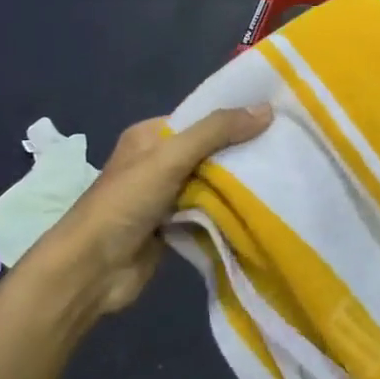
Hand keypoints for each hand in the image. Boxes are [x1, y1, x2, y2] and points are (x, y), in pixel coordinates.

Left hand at [19, 105, 272, 323]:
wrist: (91, 270)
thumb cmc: (125, 203)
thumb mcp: (171, 157)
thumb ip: (216, 131)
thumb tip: (267, 108)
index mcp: (151, 135)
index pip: (201, 116)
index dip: (235, 114)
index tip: (277, 114)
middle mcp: (159, 161)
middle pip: (210, 148)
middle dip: (243, 148)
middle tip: (288, 144)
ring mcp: (166, 195)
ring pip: (213, 180)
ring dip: (239, 180)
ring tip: (285, 170)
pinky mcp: (175, 224)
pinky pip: (210, 208)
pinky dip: (230, 207)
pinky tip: (263, 203)